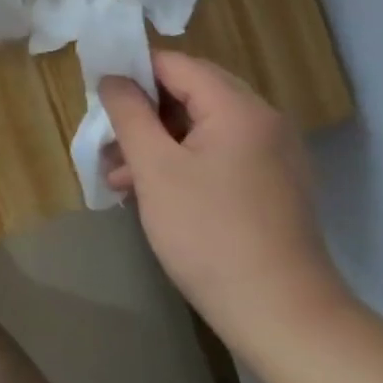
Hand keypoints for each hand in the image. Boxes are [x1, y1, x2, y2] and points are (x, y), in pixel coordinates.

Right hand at [100, 51, 350, 354]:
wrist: (284, 318)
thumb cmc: (210, 234)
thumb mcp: (154, 168)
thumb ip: (129, 113)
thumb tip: (113, 78)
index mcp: (237, 107)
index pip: (174, 64)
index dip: (132, 73)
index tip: (98, 99)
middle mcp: (263, 120)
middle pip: (190, 92)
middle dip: (143, 112)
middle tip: (108, 139)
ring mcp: (273, 154)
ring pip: (202, 126)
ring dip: (158, 141)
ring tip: (120, 175)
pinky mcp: (274, 185)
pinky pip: (220, 153)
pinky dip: (184, 161)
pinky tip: (153, 192)